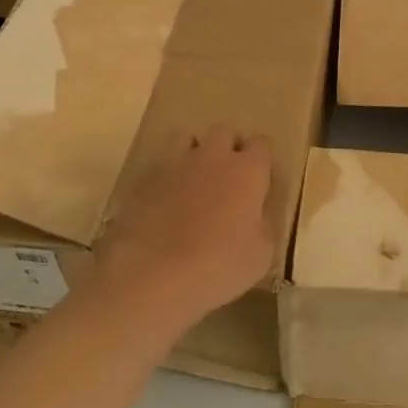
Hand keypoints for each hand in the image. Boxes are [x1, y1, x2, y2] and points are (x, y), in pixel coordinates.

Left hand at [95, 125, 276, 326]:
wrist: (153, 274)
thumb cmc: (217, 266)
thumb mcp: (260, 256)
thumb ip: (262, 226)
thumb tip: (256, 216)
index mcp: (247, 171)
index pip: (262, 144)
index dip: (261, 159)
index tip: (259, 180)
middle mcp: (213, 156)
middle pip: (224, 132)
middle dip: (228, 148)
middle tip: (227, 179)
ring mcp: (175, 163)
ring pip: (186, 137)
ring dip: (193, 152)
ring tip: (192, 179)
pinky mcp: (144, 178)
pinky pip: (159, 164)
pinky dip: (165, 176)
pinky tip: (163, 200)